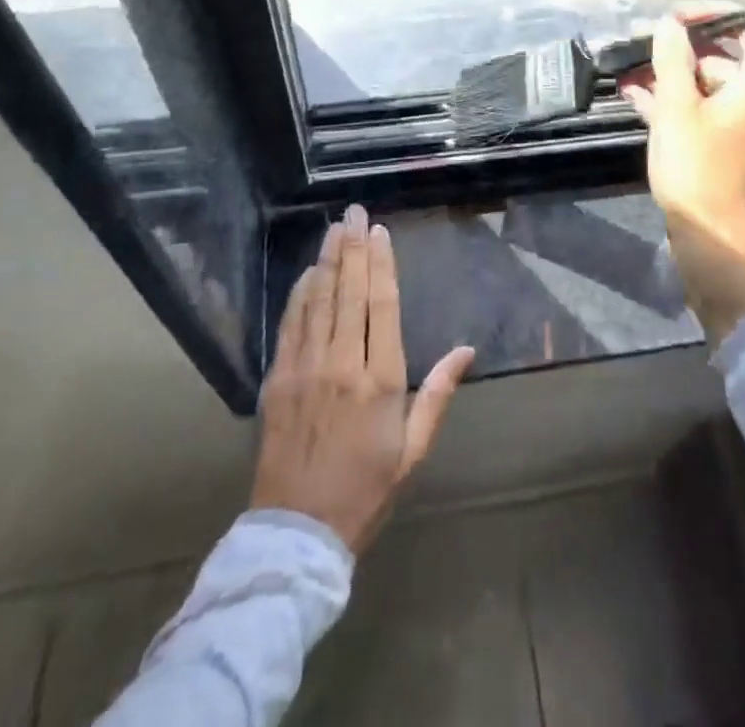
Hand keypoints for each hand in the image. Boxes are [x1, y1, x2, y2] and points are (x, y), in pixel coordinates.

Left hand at [251, 205, 474, 555]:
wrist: (297, 532)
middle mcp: (342, 364)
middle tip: (353, 212)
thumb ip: (438, 394)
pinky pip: (290, 324)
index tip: (379, 231)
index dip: (381, 263)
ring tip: (333, 229)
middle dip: (353, 248)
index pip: (381, 305)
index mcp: (380, 381)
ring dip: (327, 260)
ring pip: (318, 301)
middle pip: (348, 292)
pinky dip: (299, 294)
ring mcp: (305, 369)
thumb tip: (467, 351)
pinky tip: (307, 272)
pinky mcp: (277, 380)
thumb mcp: (413, 450)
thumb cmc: (365, 490)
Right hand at [618, 9, 744, 343]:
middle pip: (725, 57)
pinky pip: (708, 112)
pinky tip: (637, 98)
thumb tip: (669, 24)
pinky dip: (678, 104)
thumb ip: (672, 59)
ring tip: (629, 72)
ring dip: (672, 78)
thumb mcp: (677, 107)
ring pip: (711, 86)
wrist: (717, 240)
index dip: (710, 14)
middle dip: (679, 50)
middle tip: (640, 45)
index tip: (673, 18)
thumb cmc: (699, 166)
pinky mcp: (736, 147)